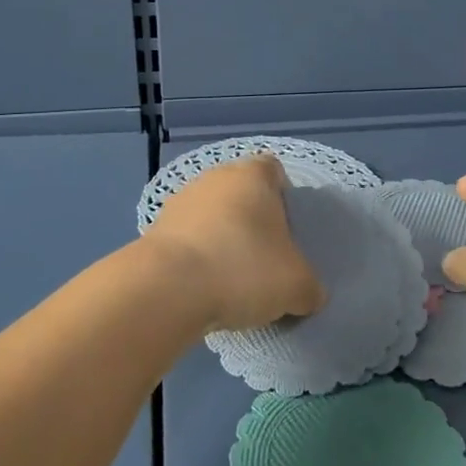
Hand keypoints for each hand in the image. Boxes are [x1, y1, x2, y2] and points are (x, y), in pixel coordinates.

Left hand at [144, 156, 325, 331]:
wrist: (167, 288)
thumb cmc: (243, 269)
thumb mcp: (297, 286)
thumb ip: (310, 287)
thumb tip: (309, 295)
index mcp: (252, 176)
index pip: (274, 170)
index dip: (284, 196)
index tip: (288, 230)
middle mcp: (214, 177)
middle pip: (241, 193)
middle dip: (252, 221)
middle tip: (265, 258)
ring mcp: (180, 201)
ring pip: (211, 216)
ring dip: (221, 239)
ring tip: (232, 280)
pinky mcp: (155, 229)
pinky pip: (187, 239)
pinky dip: (197, 258)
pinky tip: (204, 288)